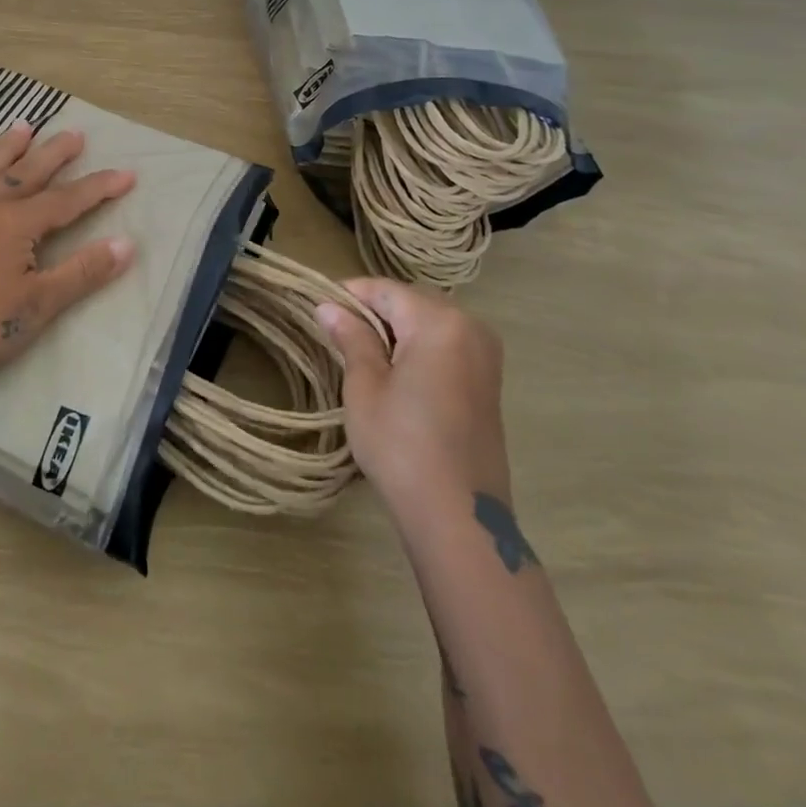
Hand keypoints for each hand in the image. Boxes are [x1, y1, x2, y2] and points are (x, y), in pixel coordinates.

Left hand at [0, 121, 135, 391]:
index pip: (69, 201)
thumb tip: (126, 243)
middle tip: (75, 133)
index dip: (100, 187)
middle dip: (55, 154)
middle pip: (28, 174)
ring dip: (5, 148)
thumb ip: (82, 273)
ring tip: (22, 126)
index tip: (127, 172)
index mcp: (19, 226)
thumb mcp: (37, 306)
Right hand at [316, 278, 510, 513]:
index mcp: (440, 322)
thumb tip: (327, 306)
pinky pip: (446, 344)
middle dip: (373, 311)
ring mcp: (485, 355)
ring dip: (395, 330)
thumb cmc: (401, 445)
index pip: (385, 290)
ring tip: (360, 354)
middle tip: (336, 333)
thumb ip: (351, 338)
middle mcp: (471, 327)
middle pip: (411, 301)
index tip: (317, 309)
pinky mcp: (488, 380)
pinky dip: (418, 347)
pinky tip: (394, 373)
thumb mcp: (365, 386)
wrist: (458, 516)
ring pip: (429, 322)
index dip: (349, 295)